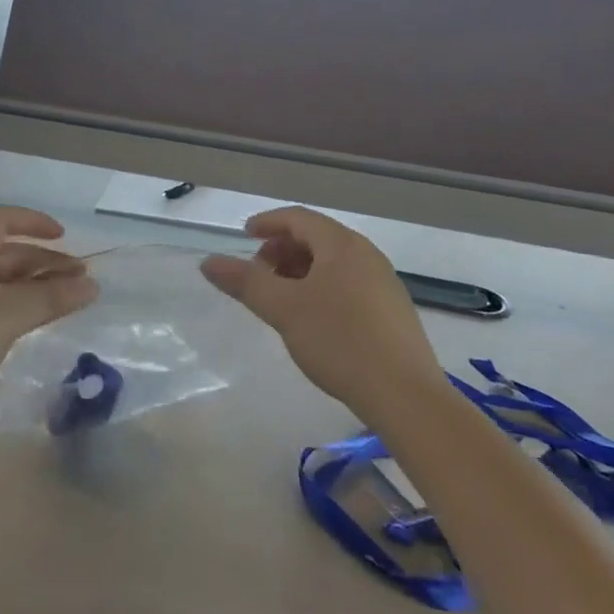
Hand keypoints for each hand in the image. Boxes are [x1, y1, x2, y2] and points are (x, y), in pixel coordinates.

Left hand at [0, 207, 97, 423]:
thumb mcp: (9, 315)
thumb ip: (52, 297)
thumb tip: (93, 286)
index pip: (4, 218)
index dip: (36, 222)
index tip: (65, 238)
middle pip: (4, 250)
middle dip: (42, 261)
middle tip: (78, 281)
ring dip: (29, 285)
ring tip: (61, 303)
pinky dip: (10, 304)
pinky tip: (25, 324)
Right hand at [200, 208, 441, 420]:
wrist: (405, 396)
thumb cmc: (339, 341)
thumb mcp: (284, 310)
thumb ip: (245, 282)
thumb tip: (208, 261)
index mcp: (342, 245)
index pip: (298, 218)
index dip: (267, 223)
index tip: (244, 236)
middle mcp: (366, 254)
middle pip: (316, 238)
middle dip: (282, 250)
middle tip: (258, 275)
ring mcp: (384, 282)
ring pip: (333, 263)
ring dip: (300, 271)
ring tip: (280, 299)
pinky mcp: (392, 311)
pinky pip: (348, 284)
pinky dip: (322, 288)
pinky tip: (312, 320)